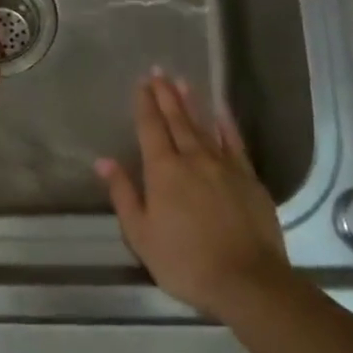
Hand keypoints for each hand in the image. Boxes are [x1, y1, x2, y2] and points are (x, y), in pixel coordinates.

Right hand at [95, 72, 292, 318]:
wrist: (247, 280)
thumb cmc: (185, 262)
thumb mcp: (141, 235)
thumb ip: (123, 194)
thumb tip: (104, 161)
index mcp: (163, 171)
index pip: (151, 128)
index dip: (145, 104)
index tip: (141, 83)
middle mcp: (193, 158)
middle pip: (177, 120)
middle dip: (165, 95)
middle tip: (159, 71)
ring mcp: (224, 165)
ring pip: (204, 125)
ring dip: (191, 103)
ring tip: (182, 82)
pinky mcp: (248, 177)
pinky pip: (234, 142)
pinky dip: (226, 124)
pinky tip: (221, 111)